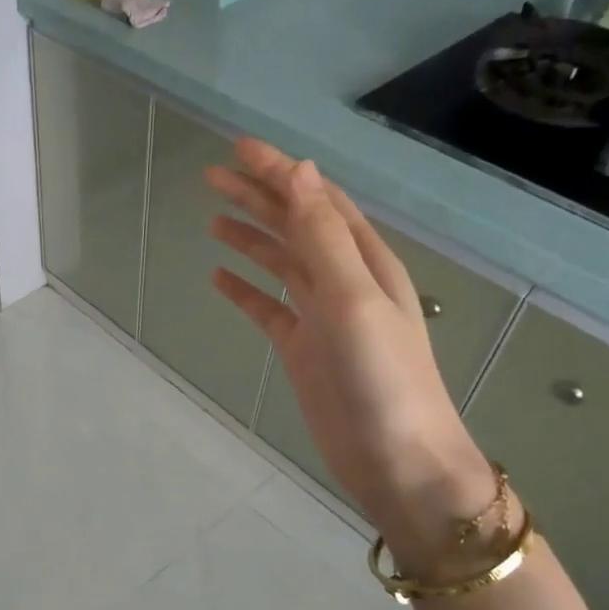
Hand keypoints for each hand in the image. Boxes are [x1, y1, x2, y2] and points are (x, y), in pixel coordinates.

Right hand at [205, 138, 495, 567]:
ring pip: (279, 263)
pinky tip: (219, 278)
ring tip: (212, 217)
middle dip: (257, 196)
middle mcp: (343, 280)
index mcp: (363, 260)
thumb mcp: (353, 299)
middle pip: (294, 225)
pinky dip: (244, 290)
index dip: (278, 171)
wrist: (397, 461)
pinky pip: (268, 308)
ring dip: (249, 237)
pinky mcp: (303, 349)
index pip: (315, 200)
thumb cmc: (382, 378)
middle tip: (211, 175)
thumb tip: (301, 171)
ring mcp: (322, 316)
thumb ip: (324, 237)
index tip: (237, 148)